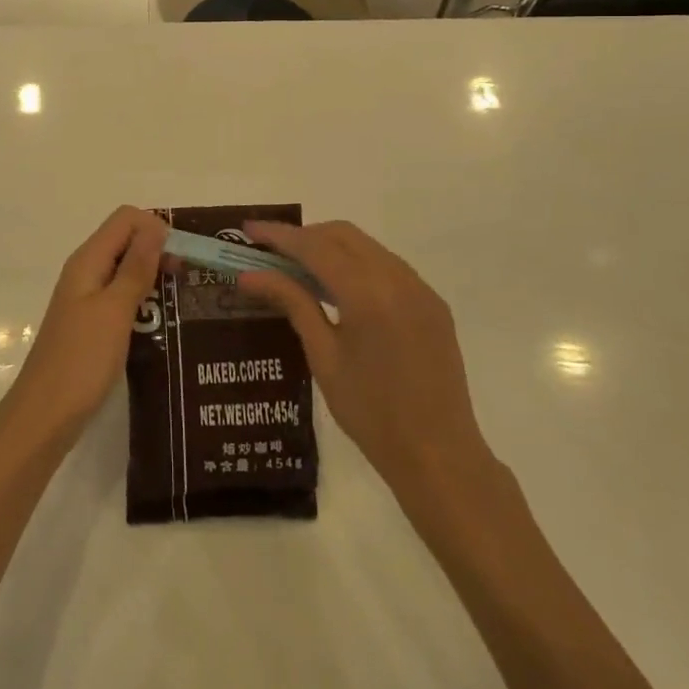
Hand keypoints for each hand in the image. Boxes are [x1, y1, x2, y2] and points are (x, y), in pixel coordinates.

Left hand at [0, 207, 165, 449]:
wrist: (44, 417)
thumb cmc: (81, 361)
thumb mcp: (115, 311)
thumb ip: (136, 267)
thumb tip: (156, 227)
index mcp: (88, 260)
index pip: (125, 218)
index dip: (156, 228)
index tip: (181, 257)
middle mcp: (85, 271)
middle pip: (125, 240)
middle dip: (157, 250)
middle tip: (187, 279)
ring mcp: (86, 298)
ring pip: (124, 268)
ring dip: (151, 275)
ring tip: (180, 300)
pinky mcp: (90, 323)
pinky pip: (120, 295)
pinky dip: (141, 299)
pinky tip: (160, 321)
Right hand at [236, 220, 497, 508]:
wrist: (440, 458)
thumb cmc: (371, 414)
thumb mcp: (323, 357)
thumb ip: (292, 303)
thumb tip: (250, 275)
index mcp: (368, 294)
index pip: (315, 247)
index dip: (279, 235)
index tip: (248, 230)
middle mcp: (398, 279)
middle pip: (342, 235)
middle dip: (305, 235)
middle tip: (270, 250)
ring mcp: (420, 289)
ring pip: (367, 246)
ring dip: (331, 246)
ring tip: (299, 267)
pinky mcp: (432, 303)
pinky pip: (388, 266)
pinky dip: (357, 263)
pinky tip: (339, 287)